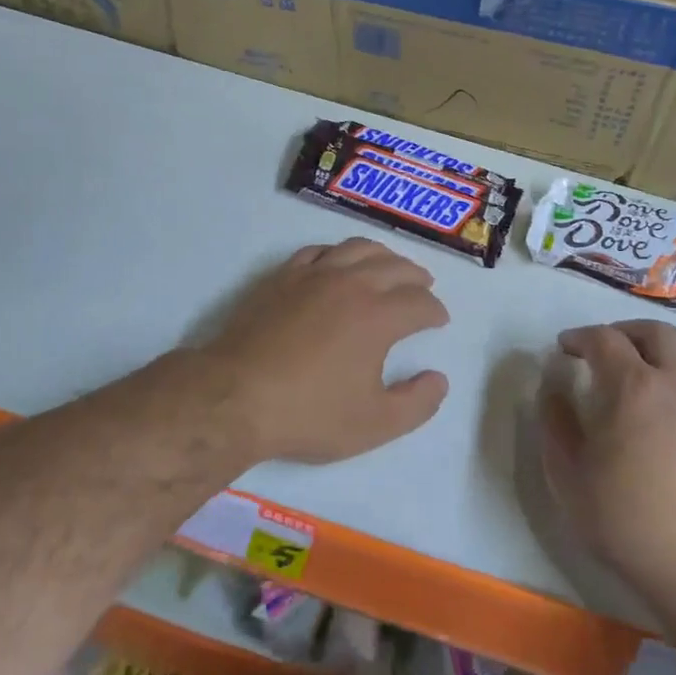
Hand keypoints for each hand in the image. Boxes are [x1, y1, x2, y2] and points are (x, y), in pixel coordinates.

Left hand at [202, 238, 449, 464]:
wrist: (236, 396)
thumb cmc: (309, 413)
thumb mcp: (374, 424)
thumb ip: (417, 403)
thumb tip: (439, 379)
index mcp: (378, 316)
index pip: (419, 303)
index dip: (435, 311)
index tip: (438, 320)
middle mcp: (351, 284)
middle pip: (394, 267)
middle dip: (416, 277)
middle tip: (424, 287)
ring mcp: (314, 275)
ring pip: (358, 249)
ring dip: (383, 255)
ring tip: (391, 266)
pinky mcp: (284, 277)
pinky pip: (319, 251)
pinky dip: (339, 253)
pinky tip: (339, 263)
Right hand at [541, 321, 675, 613]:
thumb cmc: (629, 523)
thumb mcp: (569, 479)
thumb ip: (555, 426)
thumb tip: (552, 391)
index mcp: (633, 387)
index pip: (603, 339)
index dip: (579, 337)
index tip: (565, 347)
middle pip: (654, 332)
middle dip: (623, 332)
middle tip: (605, 349)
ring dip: (665, 349)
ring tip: (649, 368)